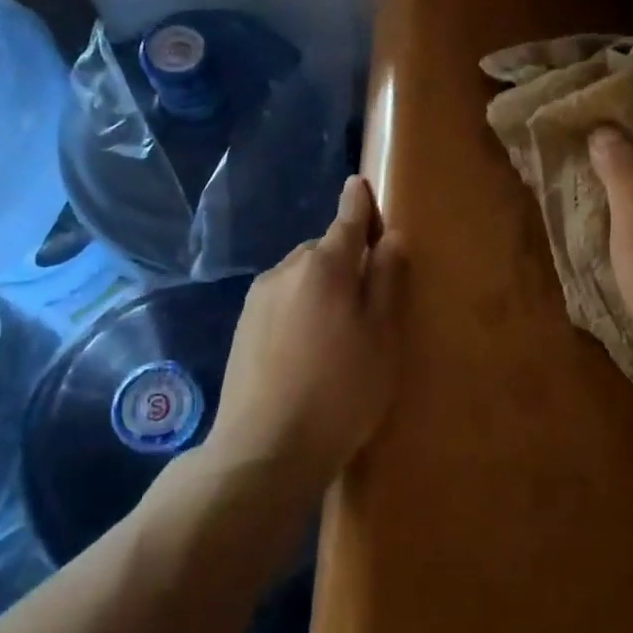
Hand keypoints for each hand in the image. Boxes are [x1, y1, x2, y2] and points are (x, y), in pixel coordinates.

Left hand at [208, 176, 406, 491]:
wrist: (265, 448)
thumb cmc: (340, 391)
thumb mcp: (382, 337)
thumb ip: (387, 281)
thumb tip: (389, 238)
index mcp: (325, 266)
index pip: (347, 220)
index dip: (358, 203)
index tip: (359, 184)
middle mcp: (286, 270)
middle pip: (324, 250)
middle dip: (346, 258)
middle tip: (370, 296)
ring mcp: (259, 298)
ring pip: (301, 275)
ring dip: (321, 285)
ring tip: (339, 329)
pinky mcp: (243, 326)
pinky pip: (282, 299)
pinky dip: (300, 306)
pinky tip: (308, 346)